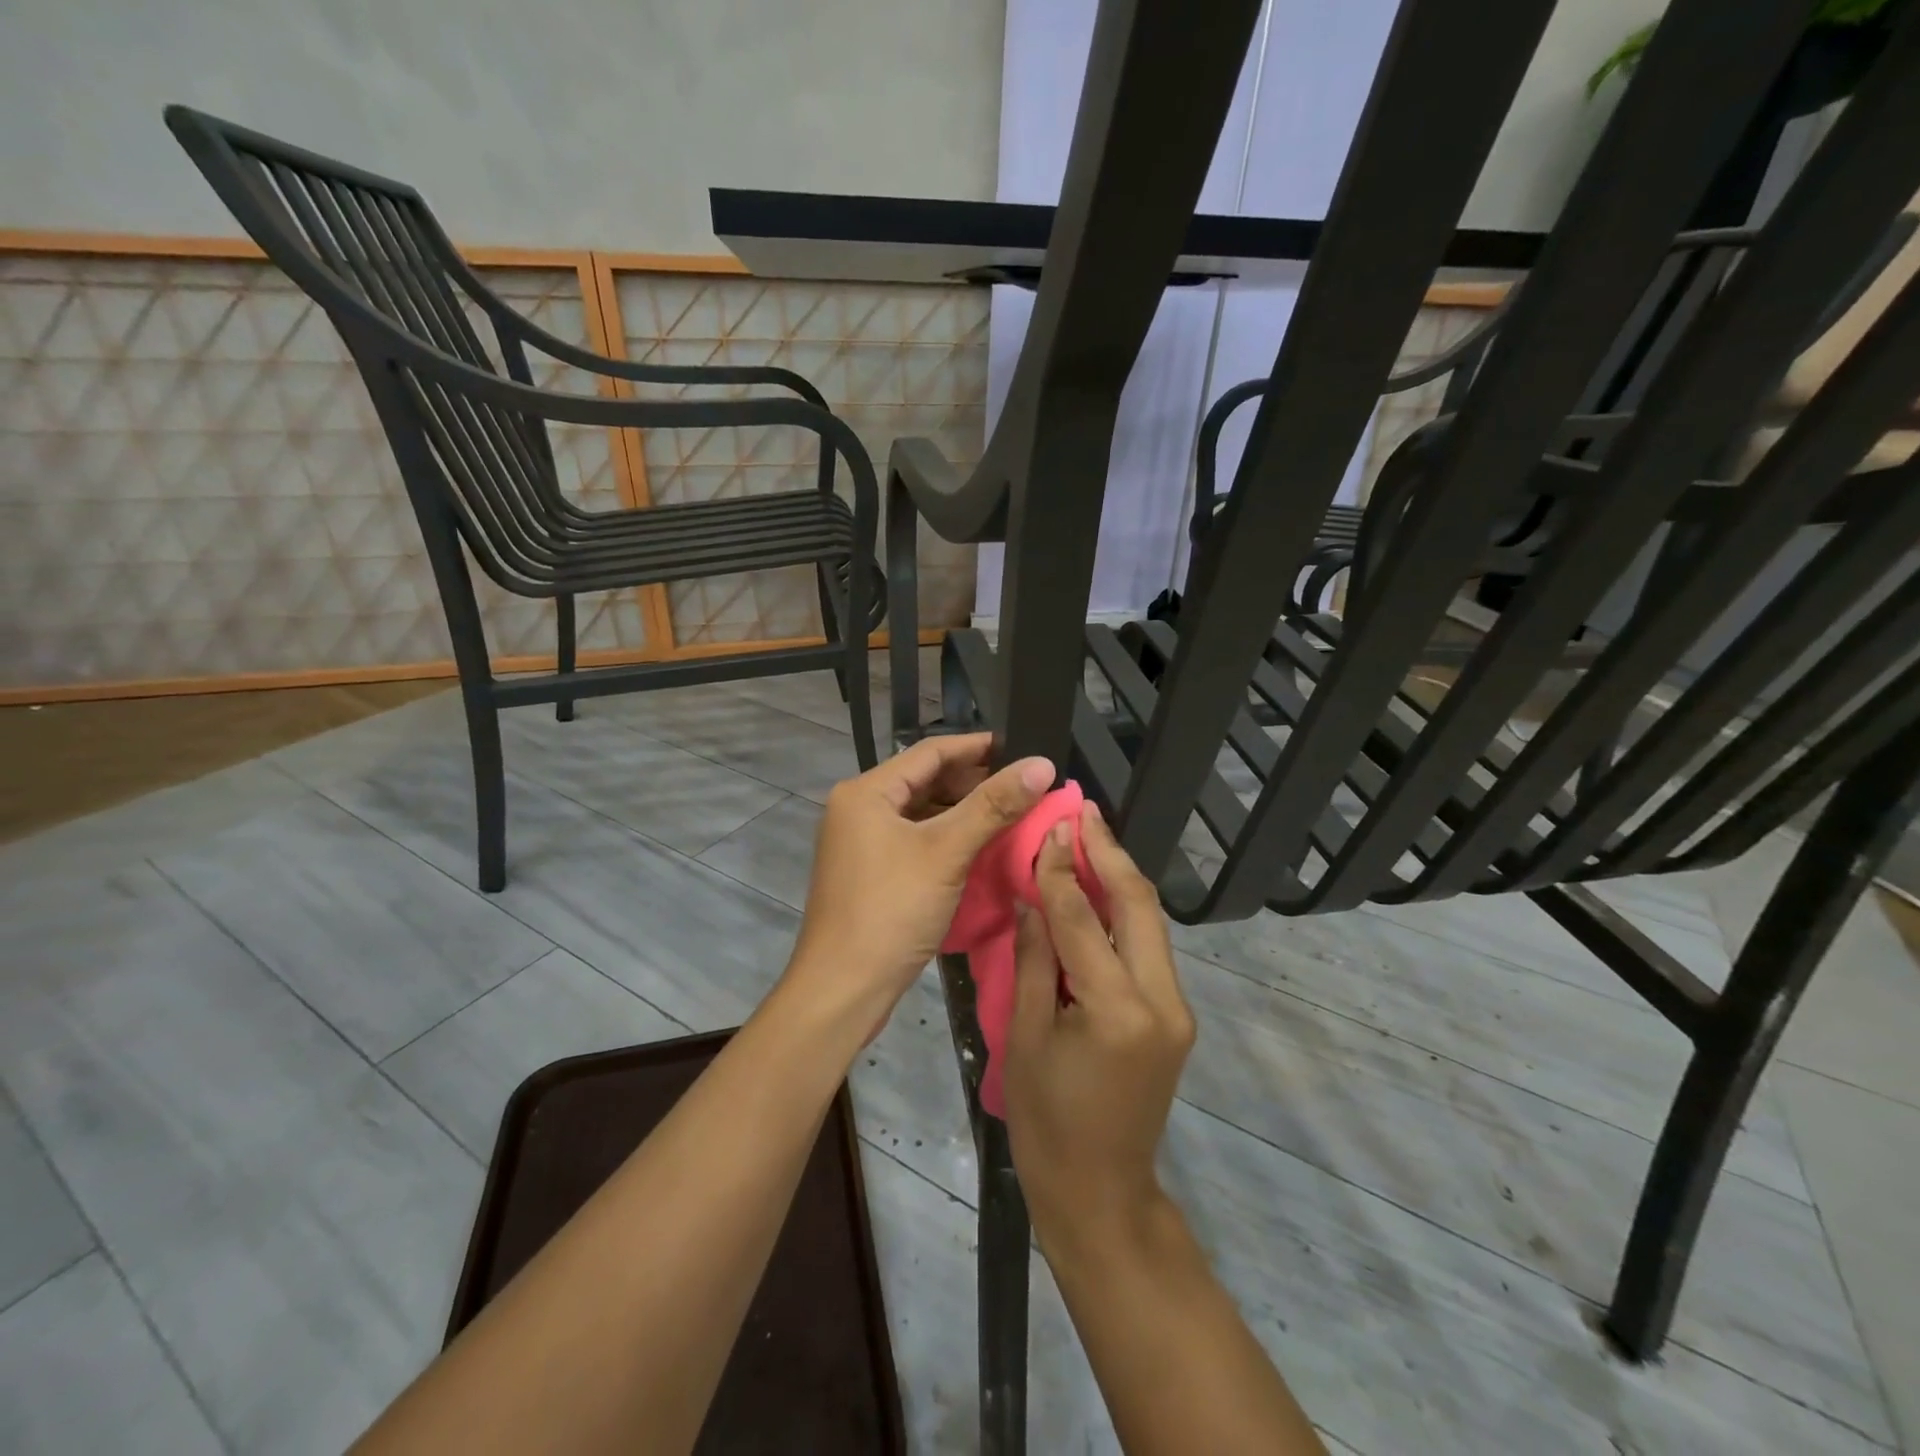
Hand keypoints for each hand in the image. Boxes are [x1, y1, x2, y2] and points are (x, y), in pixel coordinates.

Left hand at [784, 733, 1054, 1034]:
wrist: (842, 990)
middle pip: (926, 781)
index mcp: (866, 792)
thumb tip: (1042, 764)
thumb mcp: (946, 852)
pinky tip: (983, 848)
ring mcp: (862, 843)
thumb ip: (993, 805)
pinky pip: (916, 841)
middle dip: (975, 782)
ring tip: (1013, 814)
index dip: (979, 747)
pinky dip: (949, 839)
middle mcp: (859, 809)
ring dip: (964, 812)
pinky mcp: (871, 873)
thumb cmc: (891, 911)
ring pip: (922, 813)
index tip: (1024, 748)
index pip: (930, 752)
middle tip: (1026, 787)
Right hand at [1003, 803, 1195, 1255]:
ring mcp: (1177, 1008)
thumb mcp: (1026, 1037)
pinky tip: (1099, 888)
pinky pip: (1148, 947)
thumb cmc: (1048, 1122)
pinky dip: (1124, 911)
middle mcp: (1161, 1000)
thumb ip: (1035, 959)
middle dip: (1109, 853)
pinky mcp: (1175, 1015)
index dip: (1062, 868)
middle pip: (1140, 905)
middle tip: (1082, 810)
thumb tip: (1034, 896)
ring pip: (1151, 922)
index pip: (1085, 919)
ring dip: (1120, 876)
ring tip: (1089, 835)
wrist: (1101, 1193)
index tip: (1050, 824)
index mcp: (1116, 1010)